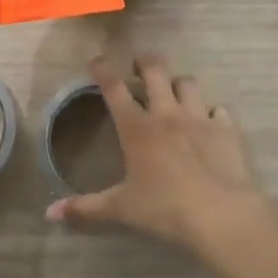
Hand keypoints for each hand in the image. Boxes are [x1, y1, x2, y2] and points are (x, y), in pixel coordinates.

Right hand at [46, 54, 269, 250]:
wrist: (221, 216)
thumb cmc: (165, 210)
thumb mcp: (121, 209)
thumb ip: (86, 207)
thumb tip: (51, 213)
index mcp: (136, 127)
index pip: (114, 87)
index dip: (103, 69)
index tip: (97, 61)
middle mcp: (166, 113)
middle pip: (155, 70)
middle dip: (145, 62)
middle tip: (139, 68)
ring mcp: (199, 118)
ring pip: (188, 82)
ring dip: (178, 84)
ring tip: (174, 93)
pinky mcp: (226, 129)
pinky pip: (219, 110)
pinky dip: (212, 113)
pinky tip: (210, 124)